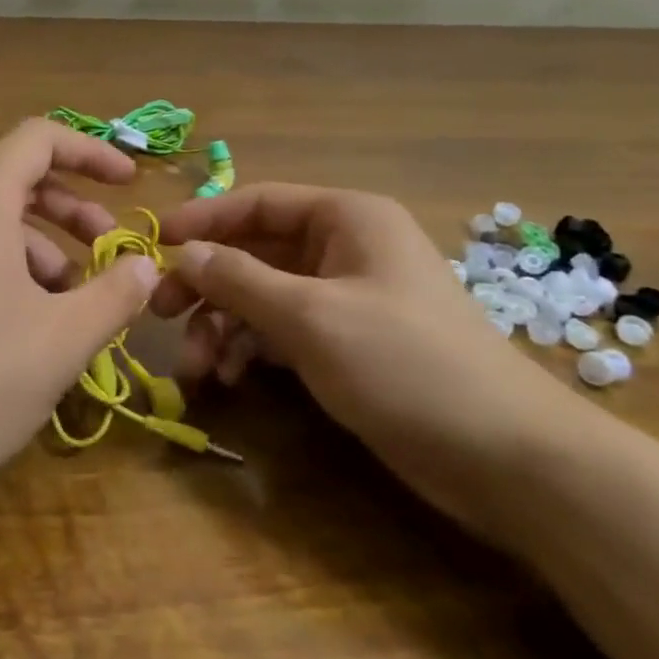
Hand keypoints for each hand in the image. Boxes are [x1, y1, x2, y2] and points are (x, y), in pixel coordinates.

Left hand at [0, 119, 159, 497]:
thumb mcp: (62, 340)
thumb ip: (114, 294)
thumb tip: (146, 266)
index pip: (40, 138)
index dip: (92, 152)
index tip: (130, 183)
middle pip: (20, 178)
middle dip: (74, 207)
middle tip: (110, 247)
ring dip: (47, 246)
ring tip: (77, 301)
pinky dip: (14, 270)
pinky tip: (33, 325)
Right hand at [151, 184, 594, 538]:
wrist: (504, 457)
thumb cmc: (405, 363)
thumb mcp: (310, 316)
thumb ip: (240, 279)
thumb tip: (184, 253)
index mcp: (346, 218)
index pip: (258, 202)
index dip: (203, 220)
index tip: (153, 245)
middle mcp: (345, 249)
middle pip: (255, 252)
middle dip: (208, 284)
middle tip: (159, 314)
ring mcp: (347, 299)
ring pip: (264, 297)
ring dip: (224, 327)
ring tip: (198, 369)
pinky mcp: (348, 345)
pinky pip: (283, 332)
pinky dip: (252, 350)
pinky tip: (231, 378)